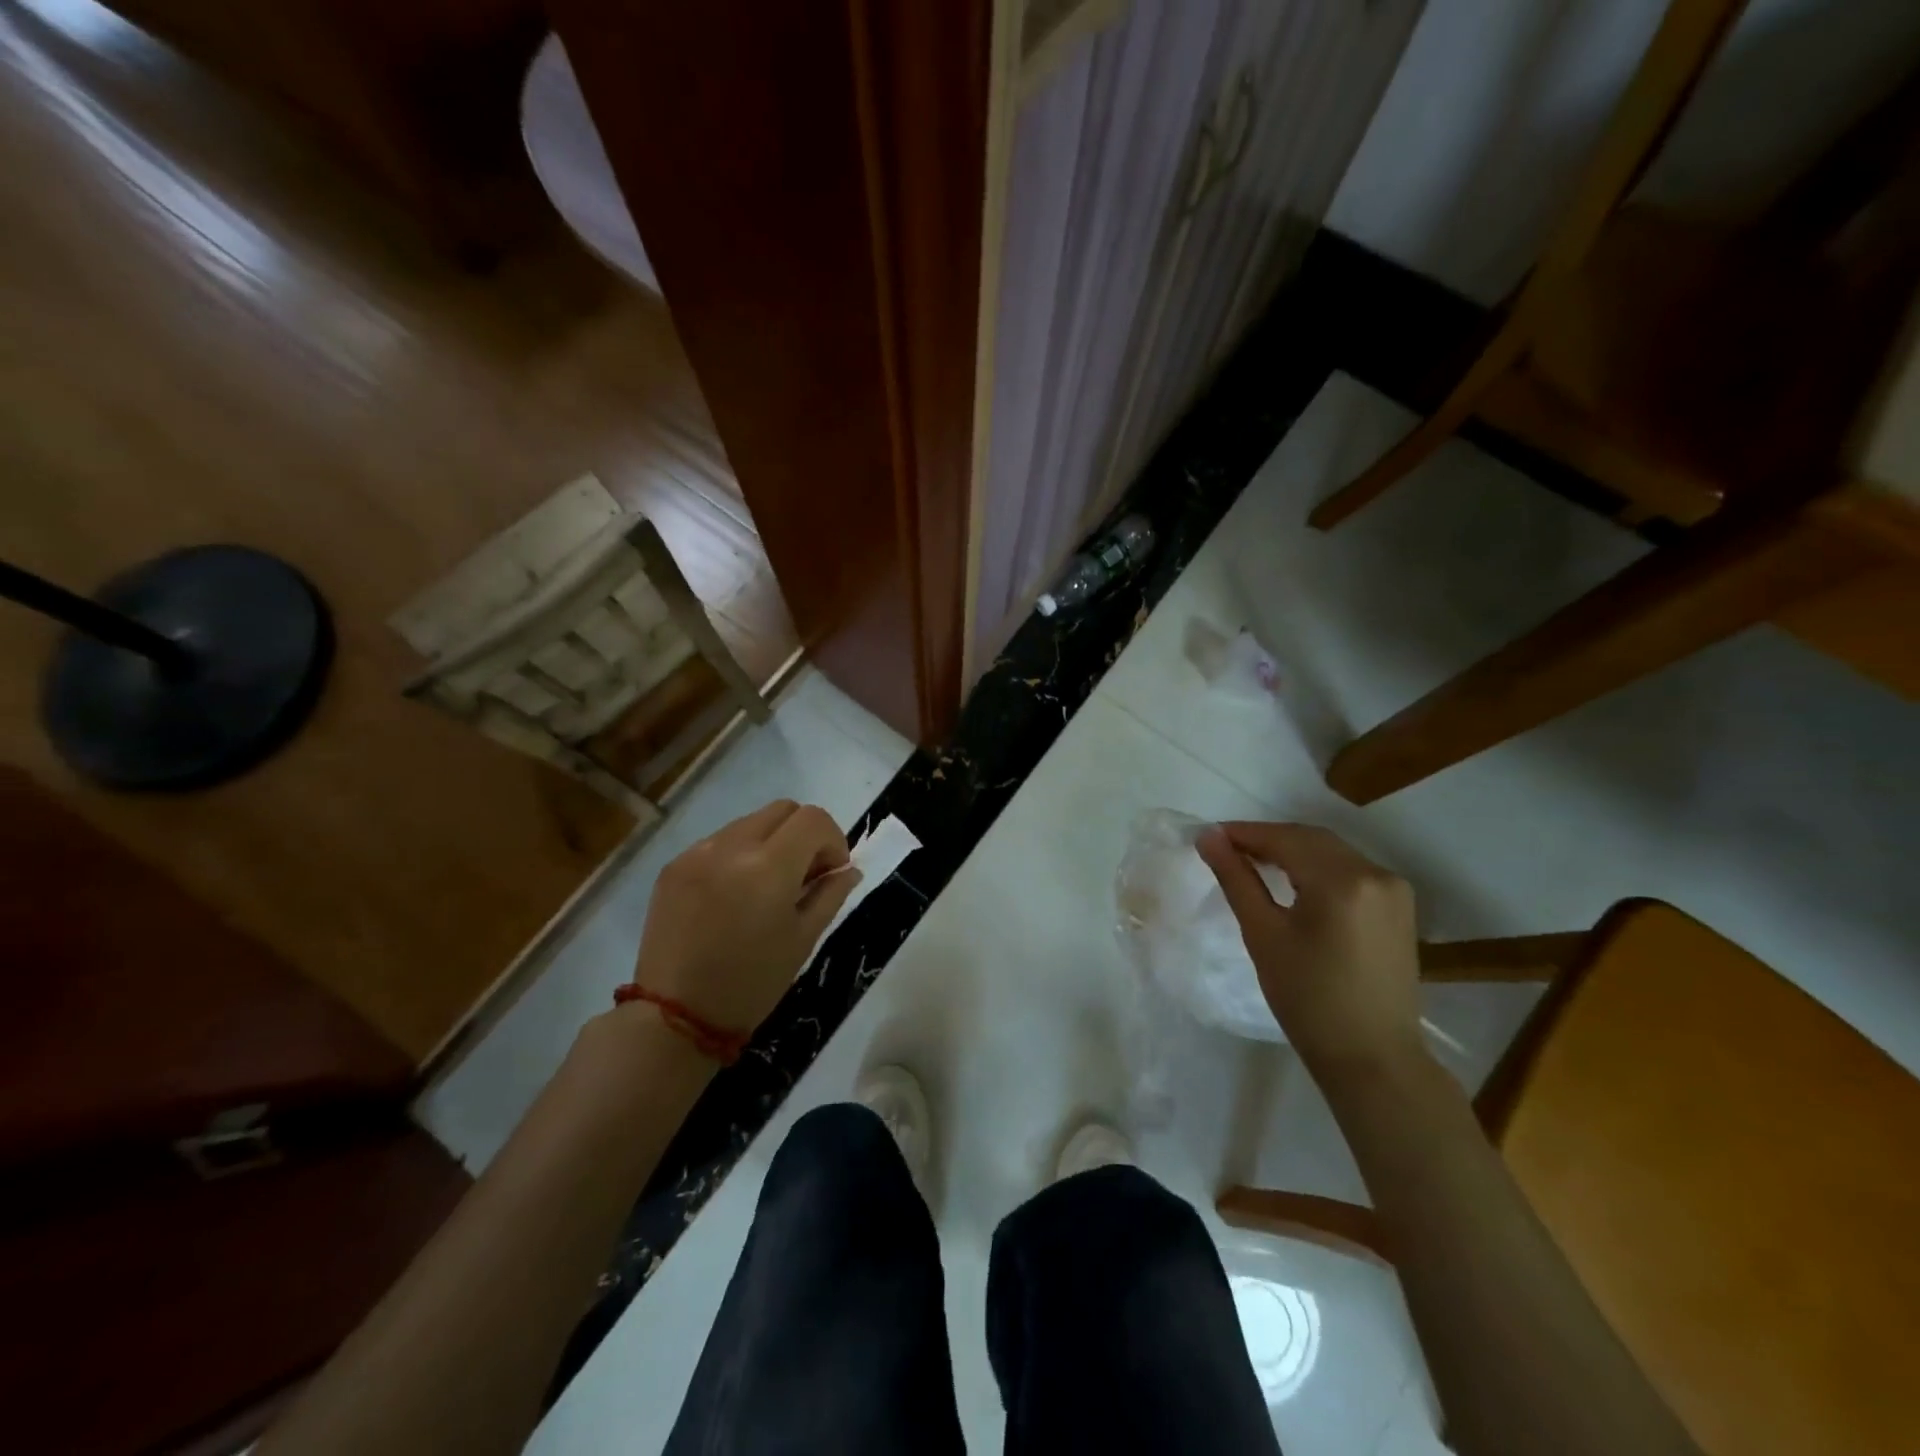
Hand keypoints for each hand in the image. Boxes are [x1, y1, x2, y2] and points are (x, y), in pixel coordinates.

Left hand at [631, 801, 860, 1033]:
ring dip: (771, 842)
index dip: (833, 839)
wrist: (675, 1017)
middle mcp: (731, 846)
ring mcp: (697, 852)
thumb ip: (830, 894)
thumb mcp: (803, 939)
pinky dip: (739, 855)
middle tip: (805, 874)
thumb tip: (848, 869)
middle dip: (804, 834)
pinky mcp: (674, 865)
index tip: (832, 871)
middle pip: (783, 809)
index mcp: (768, 867)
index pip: (813, 819)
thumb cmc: (752, 983)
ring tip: (767, 886)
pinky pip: (719, 842)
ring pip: (750, 822)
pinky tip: (735, 895)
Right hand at [1197, 821, 1423, 1079]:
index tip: (1208, 837)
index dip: (1244, 833)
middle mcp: (1375, 873)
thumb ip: (1236, 878)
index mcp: (1343, 880)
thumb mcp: (1263, 934)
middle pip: (1311, 839)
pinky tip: (1293, 880)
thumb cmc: (1308, 1000)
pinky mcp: (1399, 907)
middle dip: (1267, 839)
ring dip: (1292, 850)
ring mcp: (1394, 890)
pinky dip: (1317, 867)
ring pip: (1331, 852)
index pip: (1285, 838)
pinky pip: (1350, 871)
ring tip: (1252, 862)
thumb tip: (1208, 837)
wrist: (1373, 1058)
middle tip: (1225, 848)